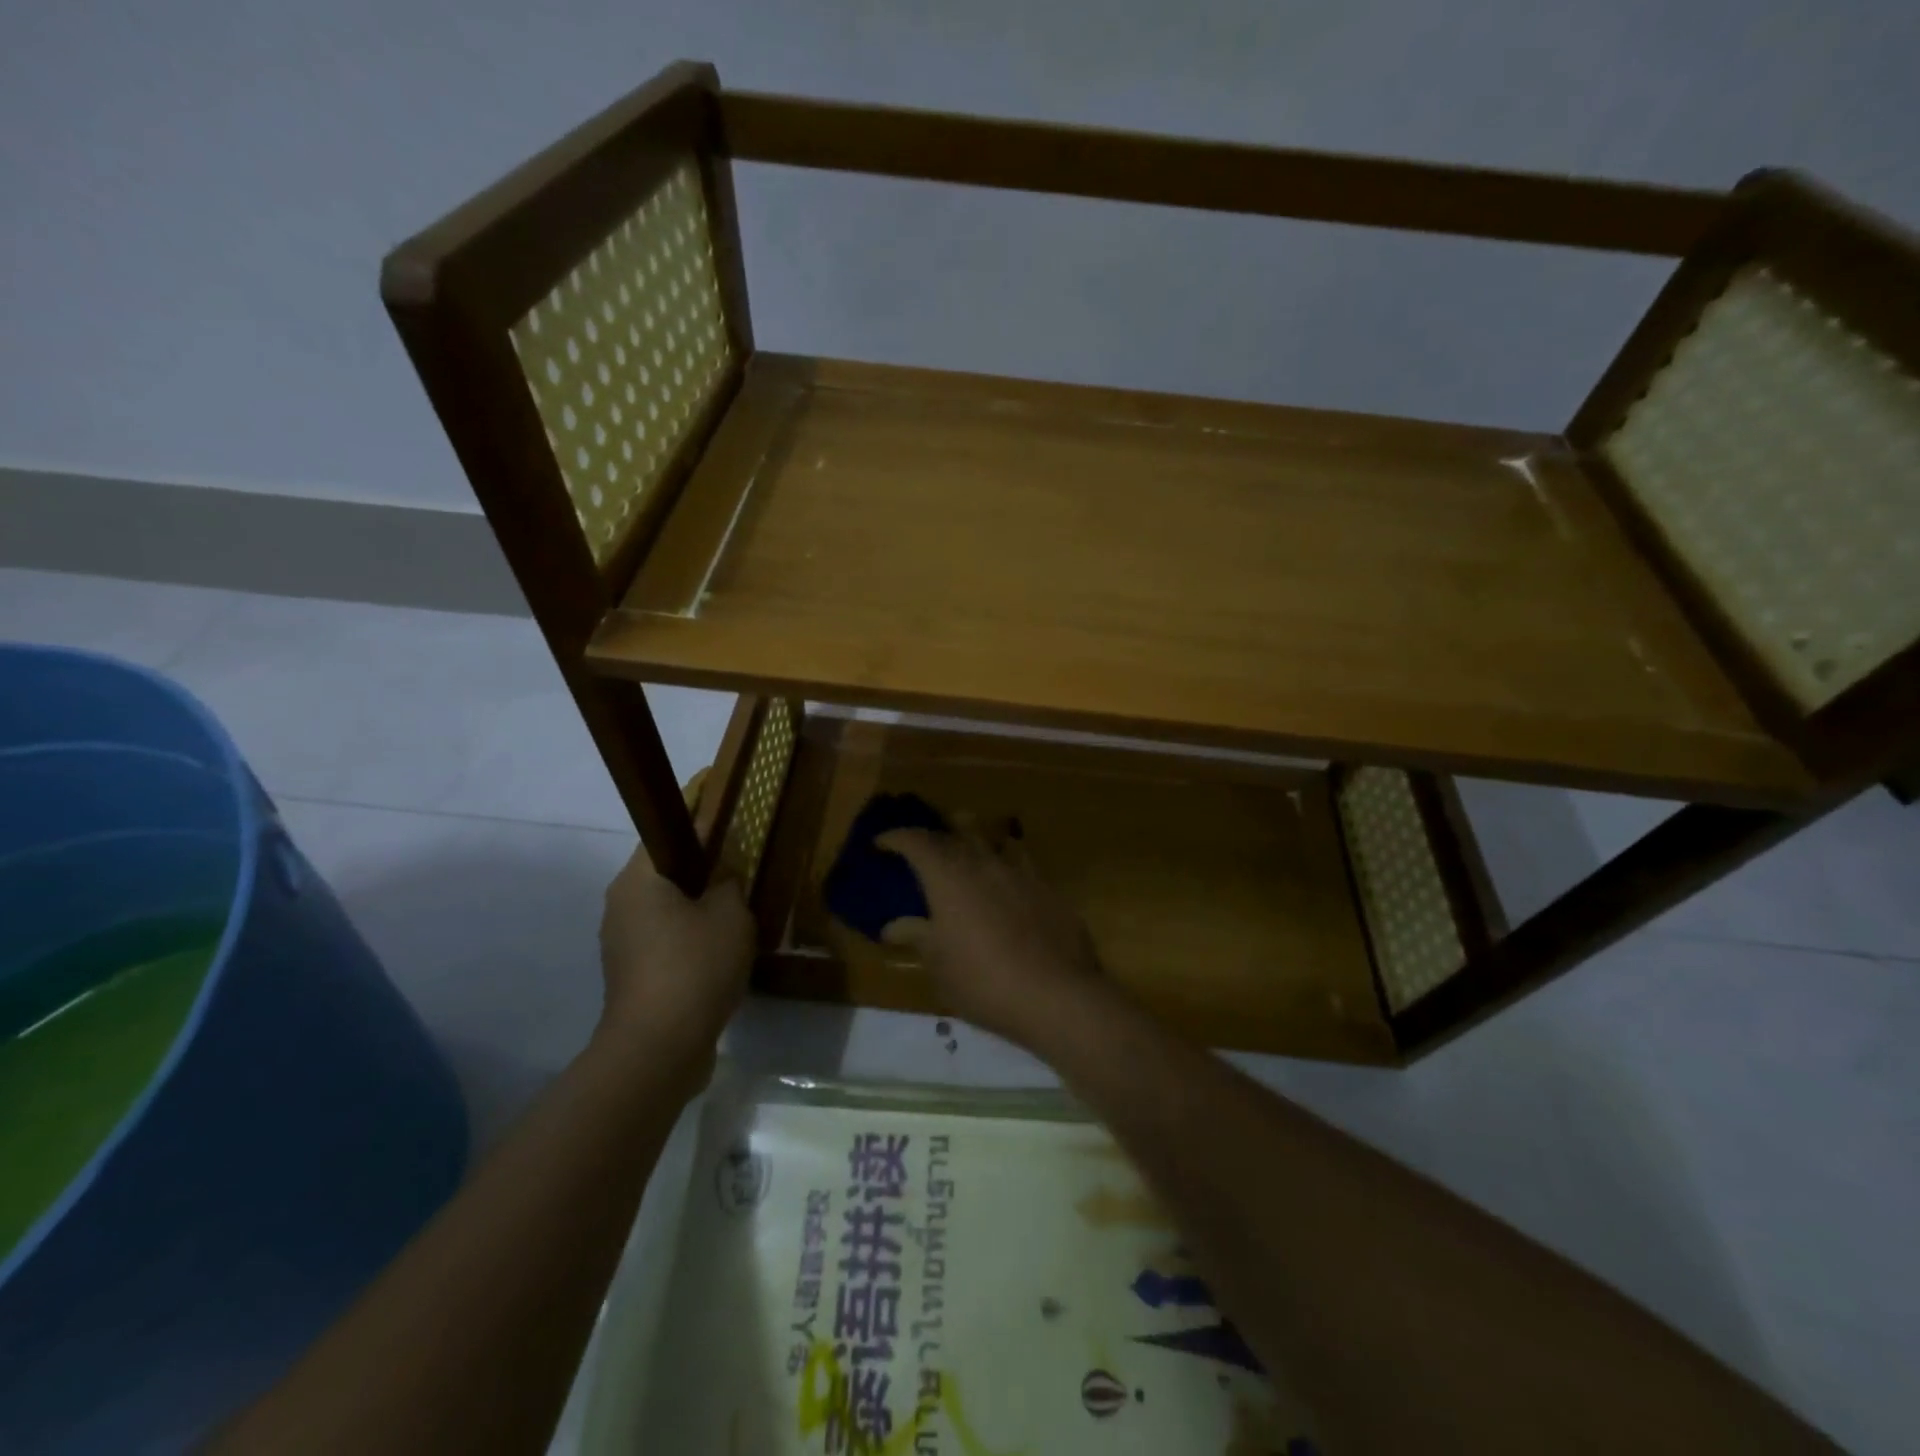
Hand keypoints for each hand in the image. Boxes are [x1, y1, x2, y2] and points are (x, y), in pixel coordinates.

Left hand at [597, 848, 753, 1077]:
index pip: (667, 832)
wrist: (659, 1047)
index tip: (731, 826)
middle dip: (702, 870)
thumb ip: (729, 884)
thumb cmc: (695, 965)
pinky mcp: (630, 975)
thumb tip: (722, 878)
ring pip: (665, 909)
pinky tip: (721, 951)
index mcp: (638, 879)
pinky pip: (664, 941)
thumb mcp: (731, 914)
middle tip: (741, 871)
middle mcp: (620, 904)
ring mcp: (621, 943)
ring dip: (697, 908)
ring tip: (737, 913)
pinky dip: (689, 939)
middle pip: (665, 873)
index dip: (701, 824)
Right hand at [876, 824, 1102, 1047]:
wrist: (1056, 994)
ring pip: (991, 838)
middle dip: (935, 833)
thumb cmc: (983, 981)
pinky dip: (1004, 861)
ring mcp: (1018, 871)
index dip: (896, 837)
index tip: (882, 843)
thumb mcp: (940, 965)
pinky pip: (1019, 860)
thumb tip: (892, 926)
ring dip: (972, 837)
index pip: (916, 840)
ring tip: (964, 850)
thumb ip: (918, 936)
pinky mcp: (1046, 886)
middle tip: (922, 846)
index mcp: (948, 876)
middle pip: (955, 831)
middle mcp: (982, 862)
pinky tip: (1005, 877)